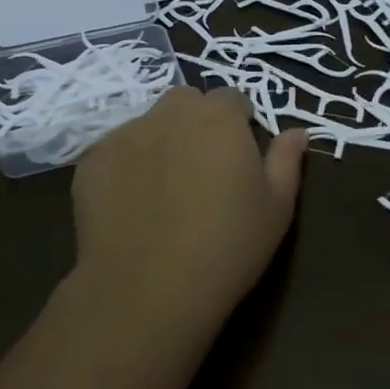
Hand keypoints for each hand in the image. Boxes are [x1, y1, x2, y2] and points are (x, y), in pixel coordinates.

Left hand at [71, 87, 308, 334]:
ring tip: (163, 188)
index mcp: (219, 118)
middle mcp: (171, 113)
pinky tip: (130, 205)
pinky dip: (125, 166)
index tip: (239, 158)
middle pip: (187, 102)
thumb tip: (297, 131)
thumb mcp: (276, 209)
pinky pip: (115, 150)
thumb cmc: (226, 247)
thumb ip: (286, 161)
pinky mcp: (92, 160)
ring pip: (149, 124)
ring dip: (160, 140)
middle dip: (197, 122)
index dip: (239, 124)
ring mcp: (126, 134)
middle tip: (202, 168)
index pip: (233, 99)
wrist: (147, 288)